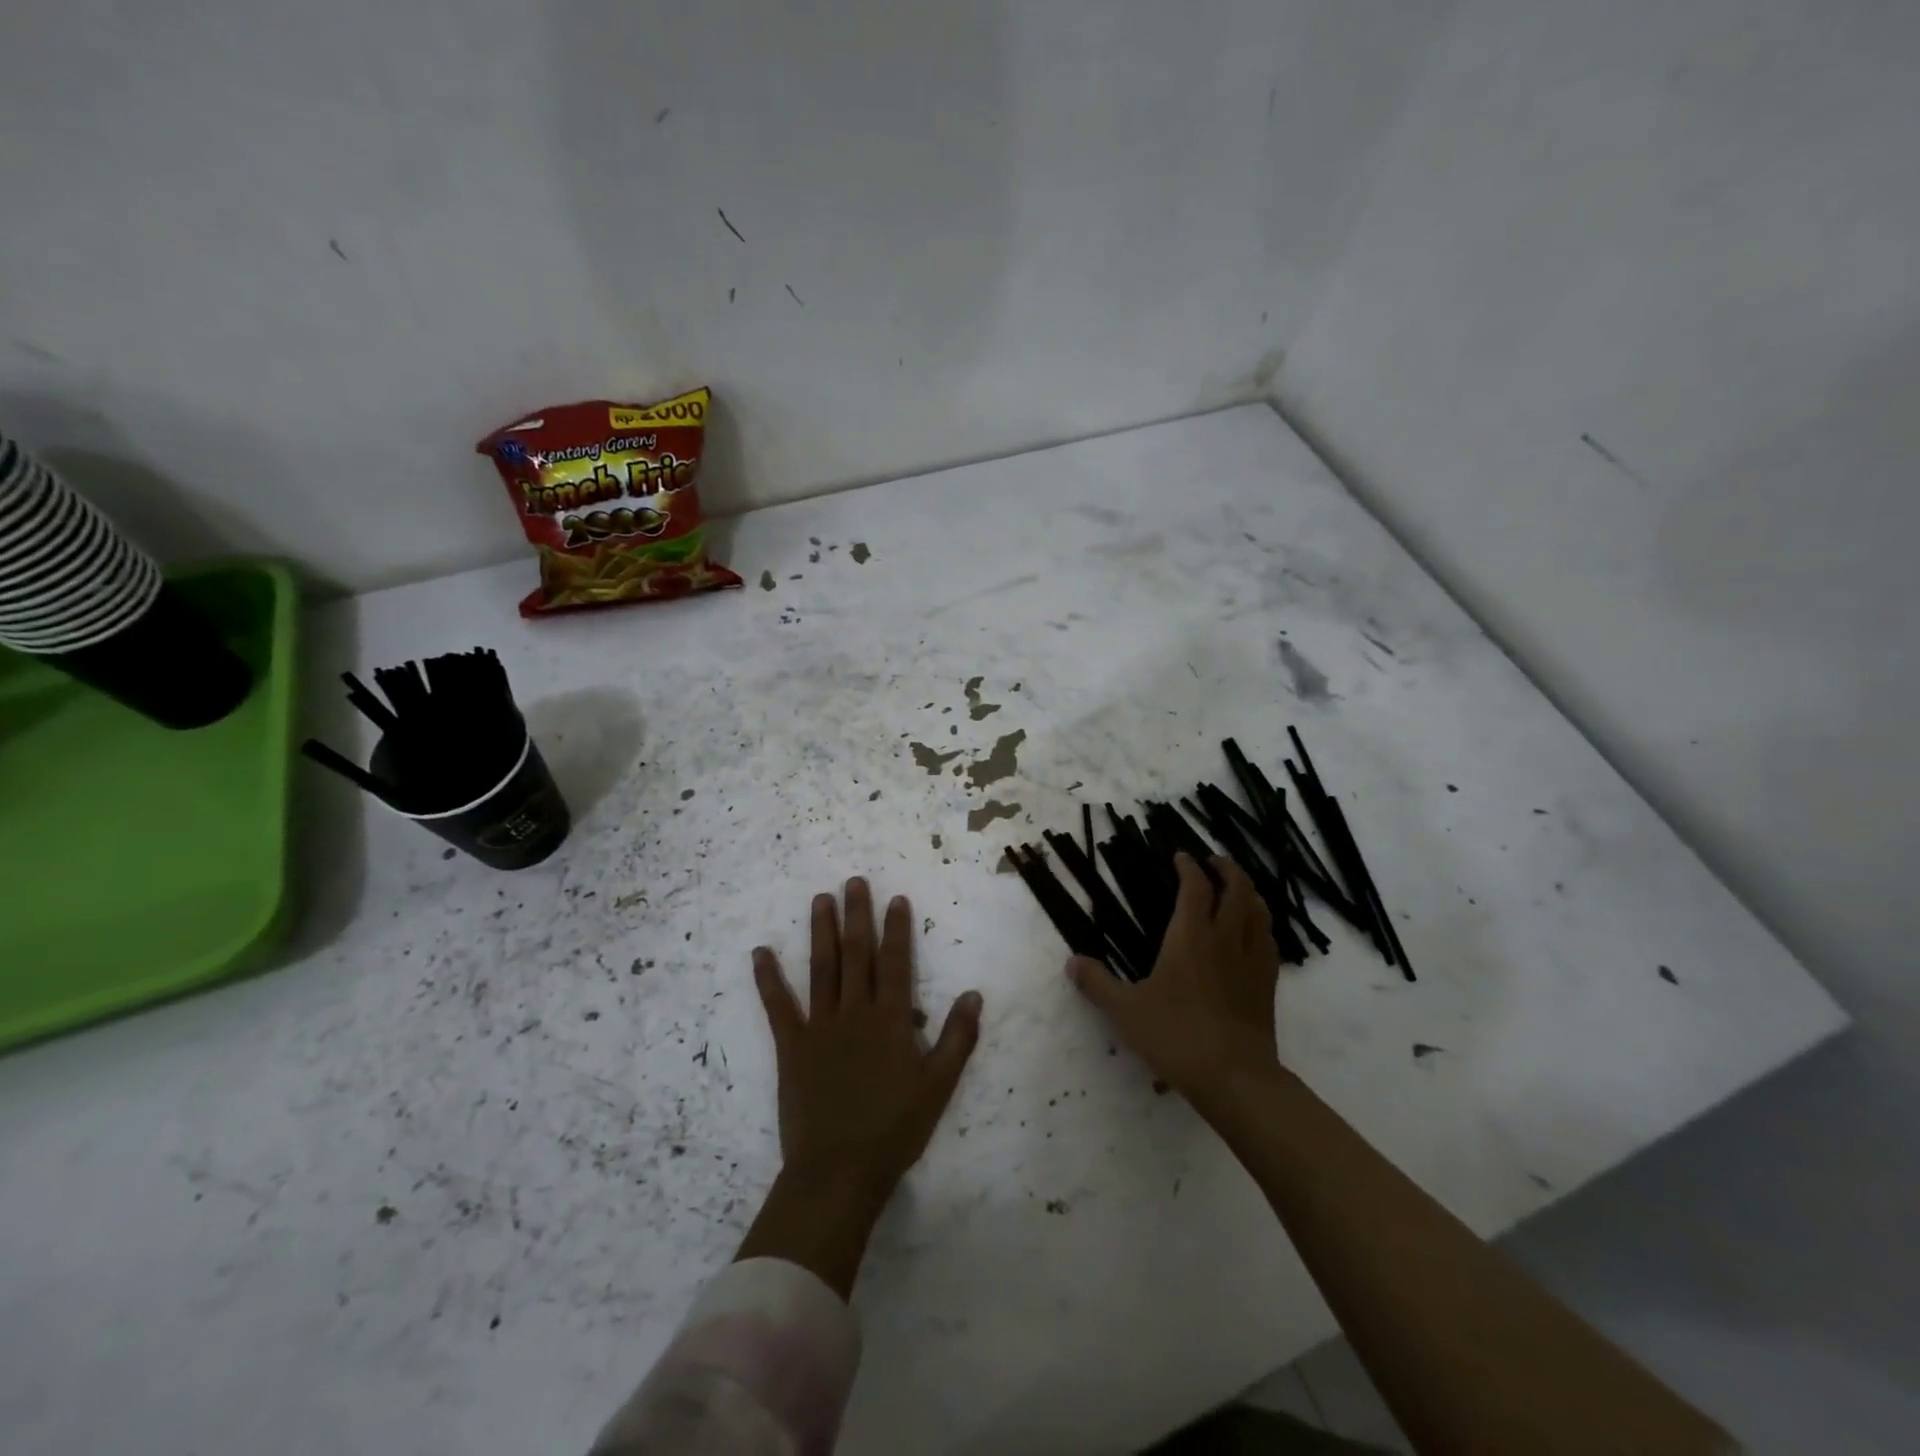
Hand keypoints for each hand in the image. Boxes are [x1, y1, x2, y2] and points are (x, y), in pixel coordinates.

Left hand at [752, 878, 983, 1205]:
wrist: (839, 1171)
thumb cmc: (895, 1129)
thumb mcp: (938, 1087)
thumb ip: (957, 1039)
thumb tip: (973, 994)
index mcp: (891, 1020)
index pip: (895, 963)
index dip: (896, 929)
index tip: (895, 899)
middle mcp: (855, 1012)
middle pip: (856, 954)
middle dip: (857, 915)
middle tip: (854, 881)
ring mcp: (820, 1026)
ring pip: (822, 969)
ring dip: (821, 931)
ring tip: (821, 899)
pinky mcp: (791, 1046)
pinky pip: (778, 1006)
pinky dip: (768, 978)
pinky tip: (760, 952)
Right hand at [1066, 853, 1280, 1105]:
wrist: (1235, 1077)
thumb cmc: (1176, 1036)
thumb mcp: (1126, 1011)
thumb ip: (1097, 983)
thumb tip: (1071, 962)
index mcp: (1191, 936)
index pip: (1194, 886)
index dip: (1188, 867)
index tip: (1179, 856)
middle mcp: (1225, 938)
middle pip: (1237, 888)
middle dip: (1225, 868)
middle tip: (1212, 861)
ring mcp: (1252, 960)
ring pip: (1259, 911)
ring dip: (1248, 891)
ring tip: (1237, 889)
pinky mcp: (1267, 984)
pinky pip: (1269, 940)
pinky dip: (1261, 924)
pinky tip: (1254, 934)